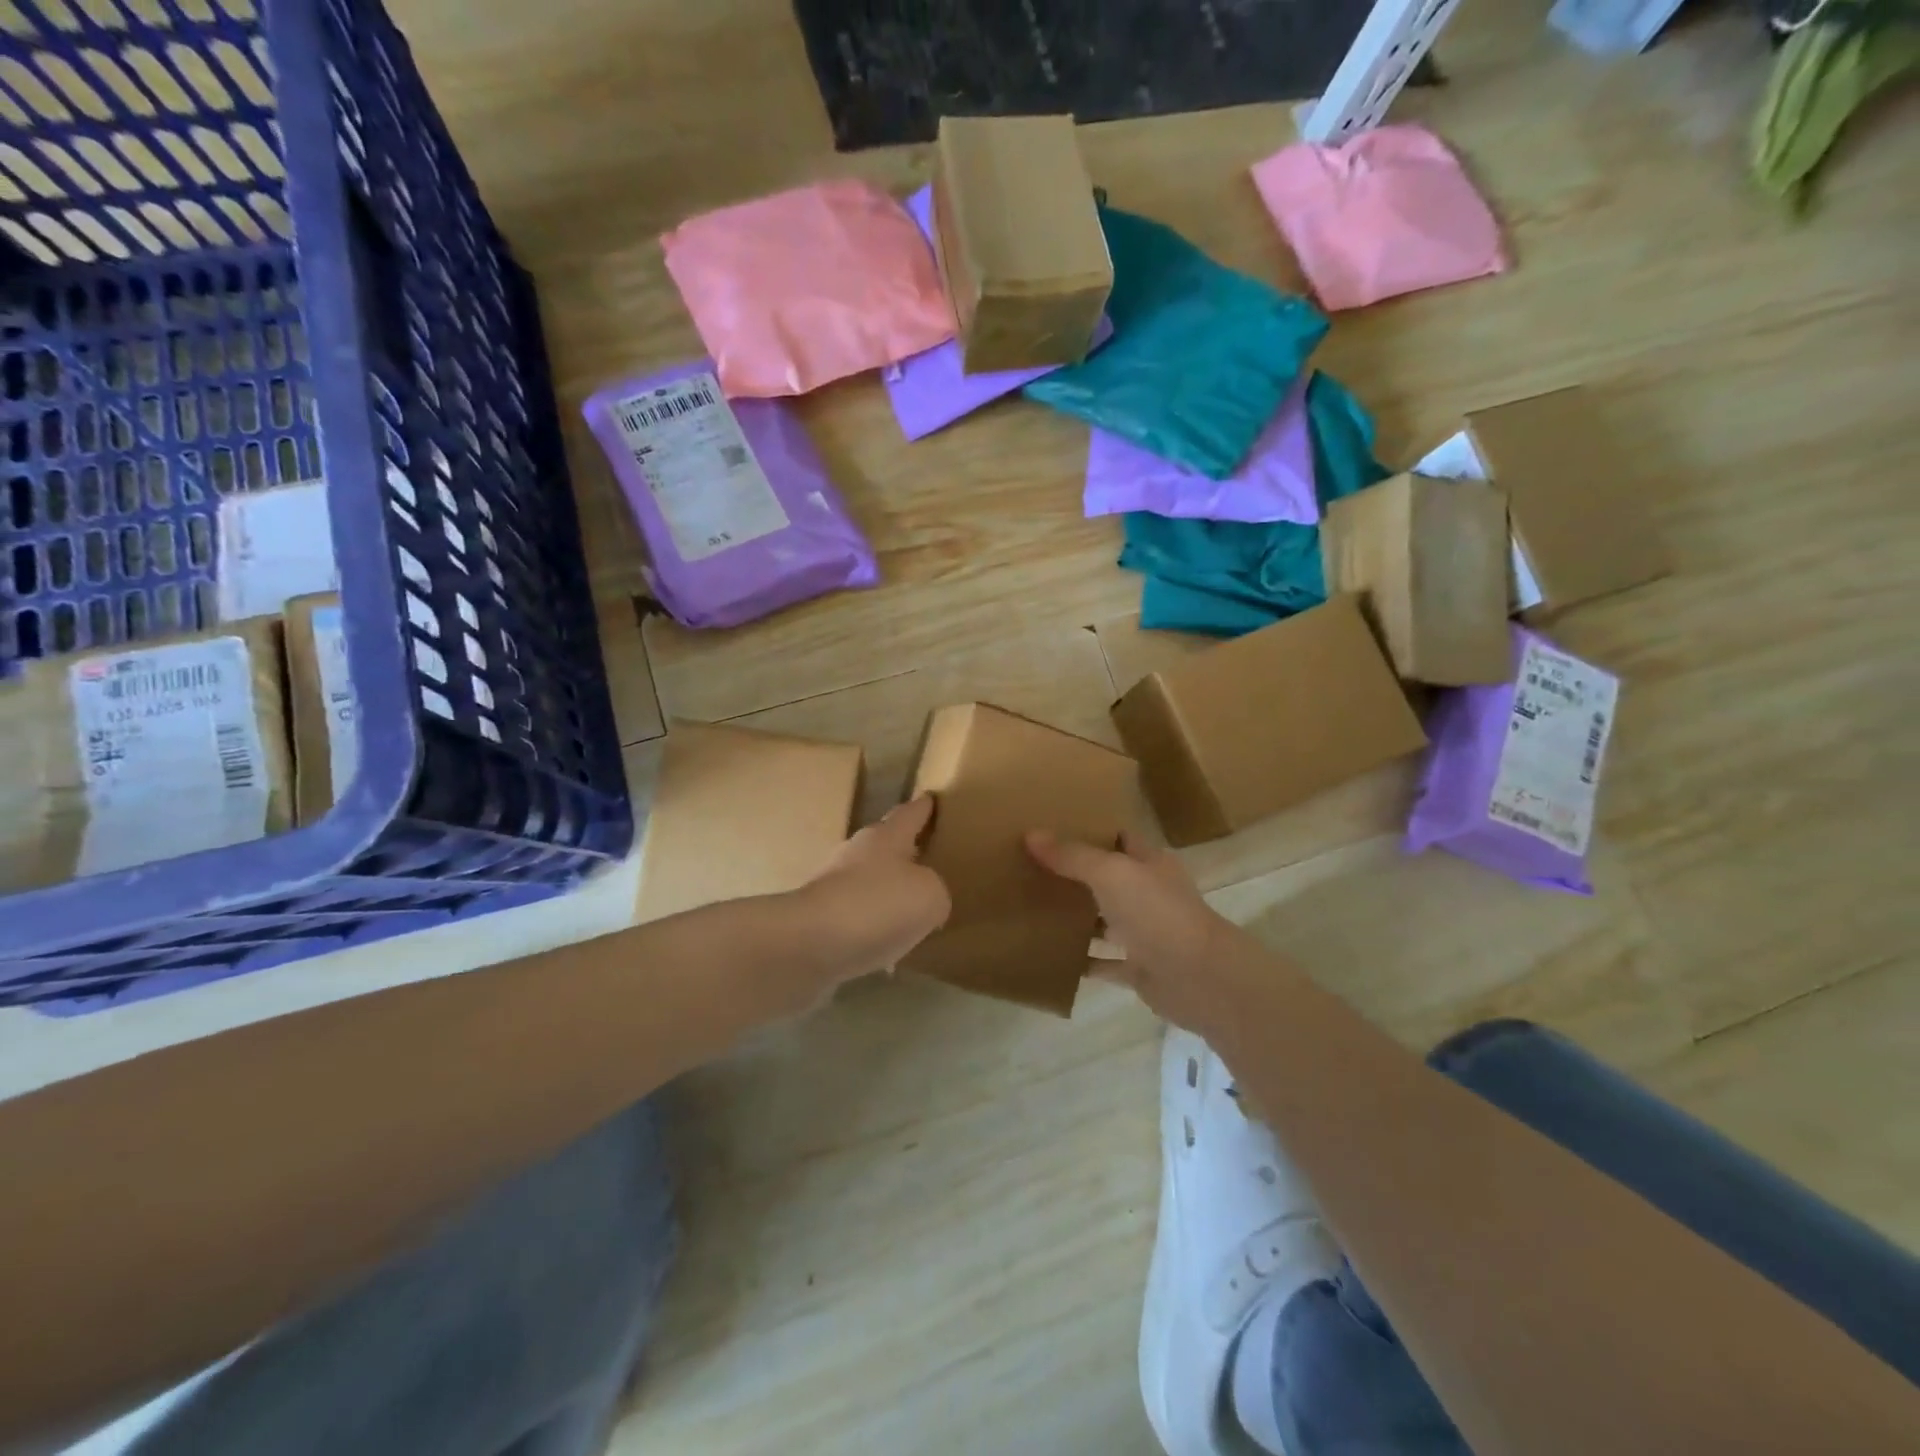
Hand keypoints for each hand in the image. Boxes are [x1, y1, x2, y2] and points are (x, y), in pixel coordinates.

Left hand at [797, 795, 949, 984]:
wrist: (809, 943)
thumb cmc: (877, 905)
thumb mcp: (930, 897)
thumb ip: (936, 891)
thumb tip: (925, 898)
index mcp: (886, 837)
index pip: (910, 814)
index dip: (923, 808)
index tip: (930, 797)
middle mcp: (857, 853)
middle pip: (885, 845)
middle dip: (904, 851)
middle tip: (926, 858)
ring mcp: (833, 885)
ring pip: (868, 882)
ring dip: (886, 892)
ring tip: (909, 910)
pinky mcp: (819, 918)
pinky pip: (855, 916)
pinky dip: (871, 926)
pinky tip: (884, 947)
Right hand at [1025, 829, 1242, 1034]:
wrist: (1199, 978)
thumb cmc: (1157, 913)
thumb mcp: (1111, 873)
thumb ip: (1072, 856)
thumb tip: (1031, 834)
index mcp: (1150, 863)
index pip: (1119, 838)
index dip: (1090, 831)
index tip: (1053, 828)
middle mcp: (1149, 894)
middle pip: (1108, 879)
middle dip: (1075, 875)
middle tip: (1031, 867)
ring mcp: (1146, 933)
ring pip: (1105, 920)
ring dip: (1078, 918)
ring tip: (1034, 908)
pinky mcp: (1140, 969)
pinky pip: (1105, 962)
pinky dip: (1083, 960)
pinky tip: (1052, 956)